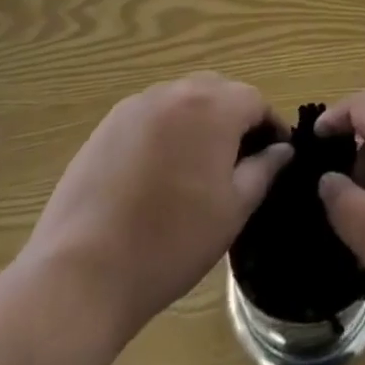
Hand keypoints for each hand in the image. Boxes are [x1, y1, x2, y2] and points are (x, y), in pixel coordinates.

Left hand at [21, 73, 291, 339]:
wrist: (82, 272)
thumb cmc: (171, 242)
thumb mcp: (232, 210)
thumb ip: (263, 170)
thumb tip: (281, 149)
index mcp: (214, 106)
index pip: (255, 101)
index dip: (269, 127)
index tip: (272, 157)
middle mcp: (177, 91)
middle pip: (219, 92)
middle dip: (233, 119)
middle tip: (235, 164)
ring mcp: (137, 105)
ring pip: (182, 101)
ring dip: (197, 123)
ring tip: (193, 169)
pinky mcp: (107, 125)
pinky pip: (150, 116)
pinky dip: (163, 133)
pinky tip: (155, 175)